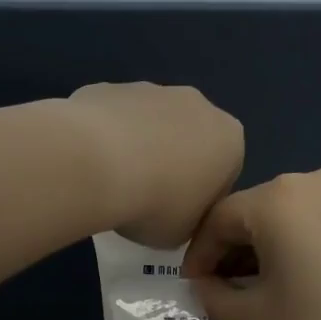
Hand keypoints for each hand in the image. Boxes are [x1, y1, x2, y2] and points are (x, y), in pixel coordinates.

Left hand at [68, 83, 244, 247]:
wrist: (97, 166)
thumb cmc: (156, 206)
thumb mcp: (184, 233)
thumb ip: (190, 219)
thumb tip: (176, 210)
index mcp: (229, 141)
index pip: (223, 174)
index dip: (199, 199)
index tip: (175, 216)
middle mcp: (198, 105)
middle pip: (189, 140)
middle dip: (171, 164)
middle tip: (145, 199)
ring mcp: (152, 90)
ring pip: (150, 125)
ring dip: (139, 149)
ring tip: (113, 183)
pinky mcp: (110, 86)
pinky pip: (113, 119)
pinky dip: (105, 138)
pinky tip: (91, 163)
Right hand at [183, 168, 320, 319]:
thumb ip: (215, 299)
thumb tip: (205, 286)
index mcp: (278, 198)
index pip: (217, 220)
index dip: (197, 256)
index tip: (193, 290)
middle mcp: (316, 180)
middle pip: (256, 213)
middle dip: (233, 253)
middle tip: (225, 295)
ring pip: (292, 218)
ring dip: (269, 251)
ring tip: (266, 294)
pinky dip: (304, 248)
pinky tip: (310, 286)